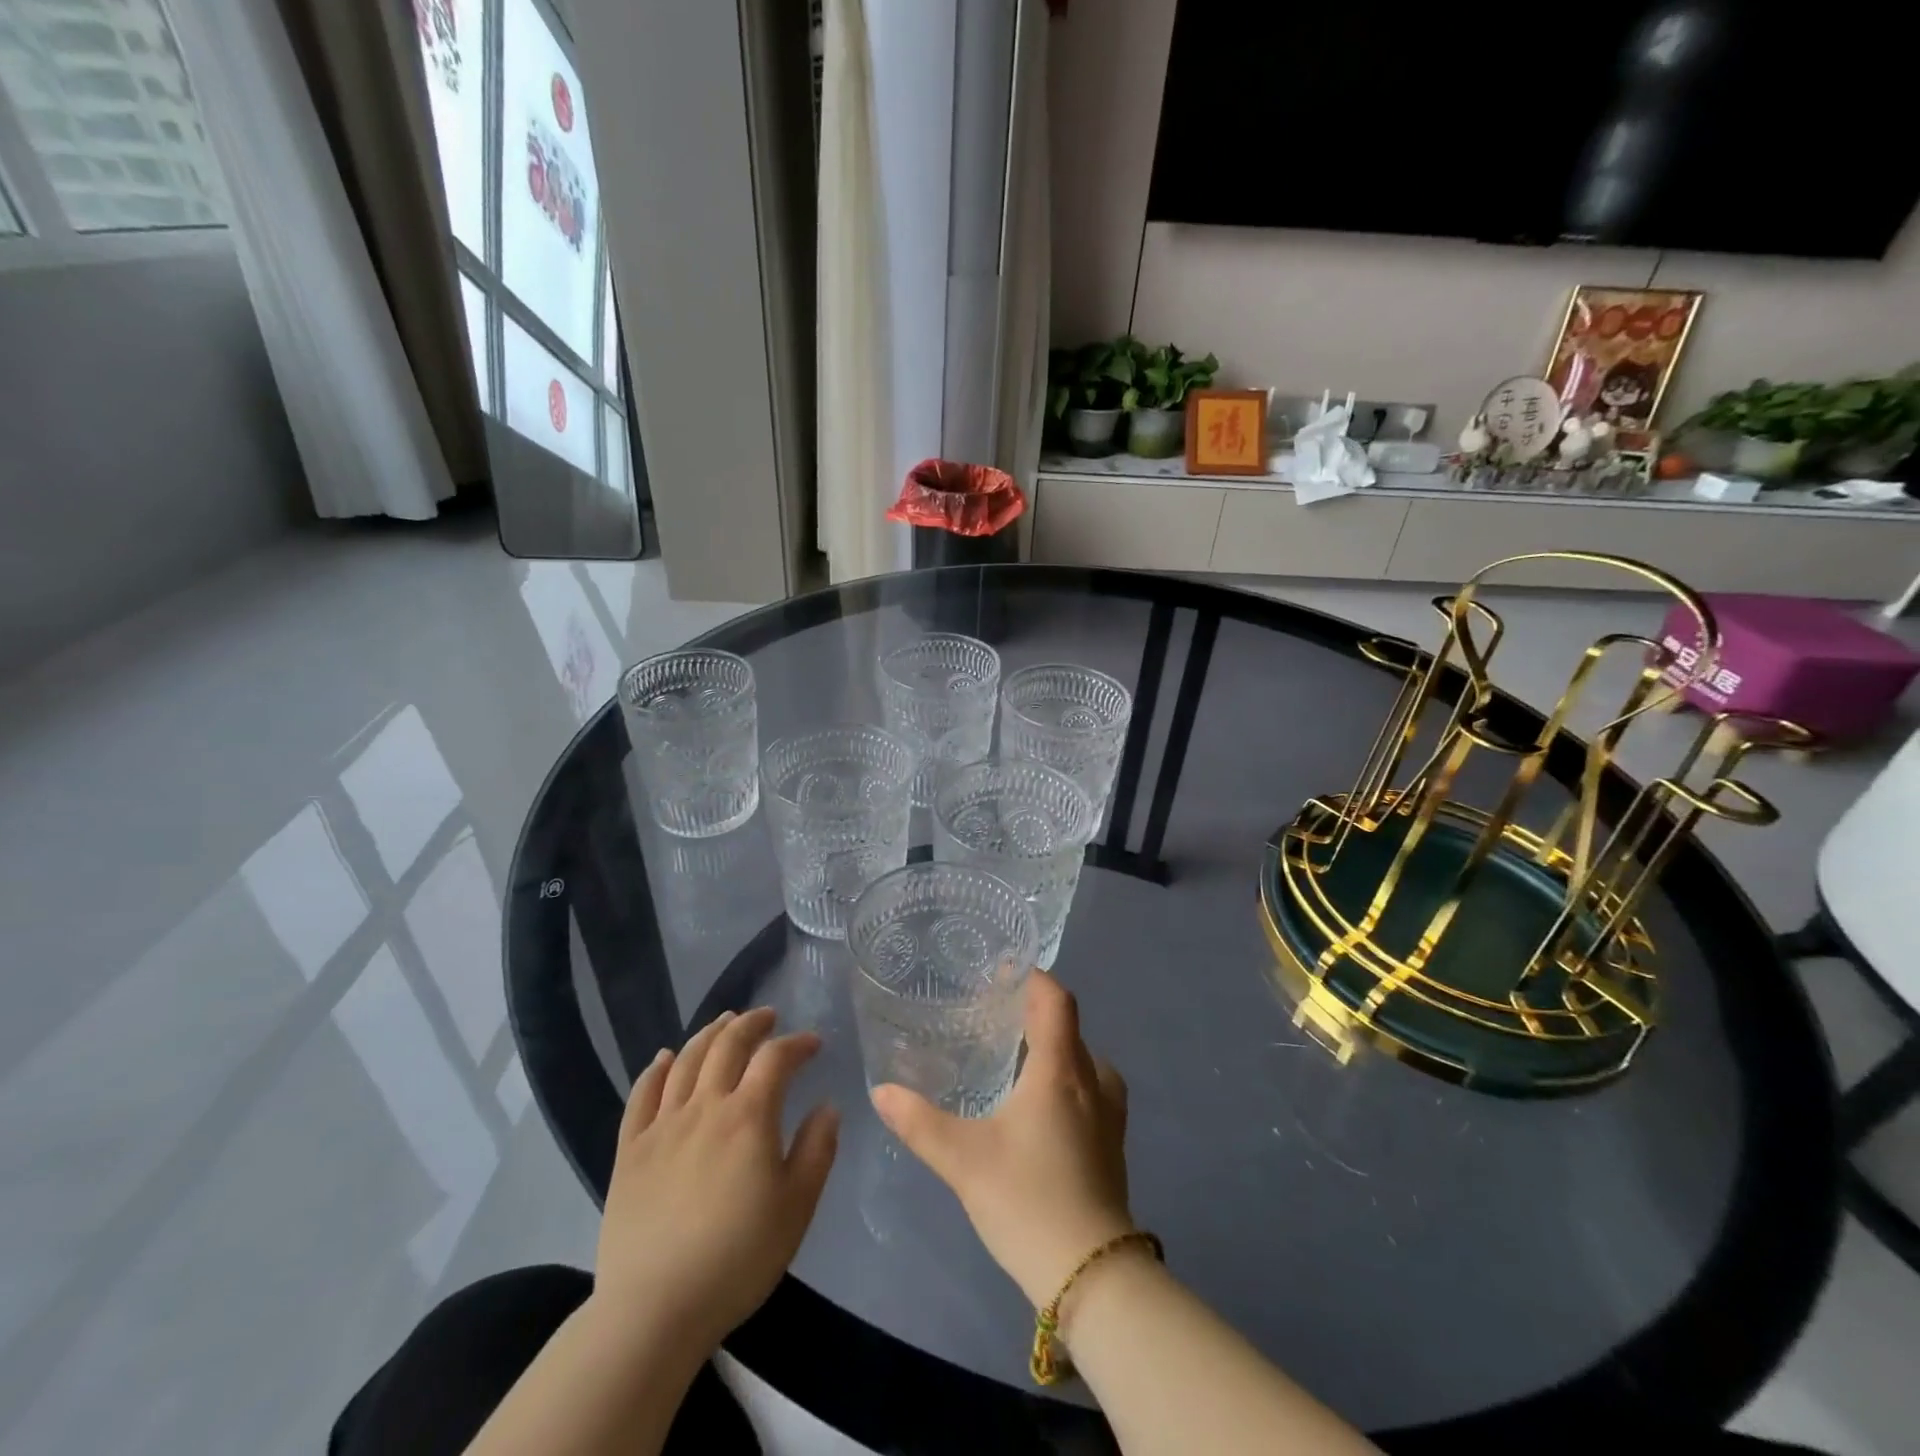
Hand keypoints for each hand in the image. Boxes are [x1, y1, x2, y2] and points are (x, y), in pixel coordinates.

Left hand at [594, 1008, 839, 1350]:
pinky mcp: (630, 1151)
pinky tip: (665, 1058)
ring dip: (709, 1034)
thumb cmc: (737, 1258)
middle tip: (767, 1017)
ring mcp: (662, 1126)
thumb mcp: (797, 1207)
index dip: (797, 1043)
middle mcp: (705, 1107)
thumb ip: (817, 1150)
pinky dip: (656, 1069)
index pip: (776, 1058)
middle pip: (727, 1045)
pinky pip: (641, 1096)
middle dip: (751, 1023)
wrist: (654, 1310)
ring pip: (686, 1061)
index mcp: (749, 1116)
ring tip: (724, 1022)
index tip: (813, 1044)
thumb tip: (827, 1106)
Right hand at [871, 971, 1134, 1305]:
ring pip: (1083, 1060)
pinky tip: (1039, 1105)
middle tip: (996, 1014)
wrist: (1092, 1276)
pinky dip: (1067, 1077)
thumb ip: (919, 1122)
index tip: (1004, 969)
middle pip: (1069, 1027)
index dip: (1034, 977)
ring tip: (1017, 1056)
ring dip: (1055, 1048)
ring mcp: (1109, 1115)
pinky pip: (1091, 1088)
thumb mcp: (963, 1160)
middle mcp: (1092, 1081)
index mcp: (1061, 1070)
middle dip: (1036, 1012)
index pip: (1057, 1000)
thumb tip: (882, 1091)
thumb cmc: (1028, 1200)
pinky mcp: (1112, 1144)